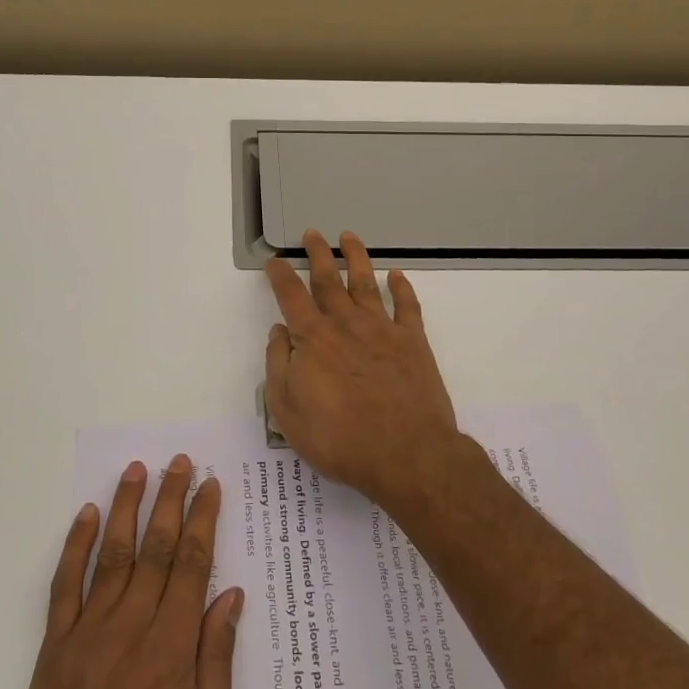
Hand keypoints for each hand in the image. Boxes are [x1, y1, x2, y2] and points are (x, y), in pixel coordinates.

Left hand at [0, 456, 242, 688]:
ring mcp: (85, 640)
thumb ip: (215, 668)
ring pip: (112, 557)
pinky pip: (64, 589)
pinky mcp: (51, 657)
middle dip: (171, 501)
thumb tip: (230, 598)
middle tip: (181, 461)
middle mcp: (128, 632)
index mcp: (170, 655)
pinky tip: (87, 517)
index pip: (192, 568)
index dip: (203, 522)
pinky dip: (75, 548)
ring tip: (138, 470)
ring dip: (127, 509)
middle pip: (155, 550)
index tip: (212, 486)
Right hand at [263, 229, 461, 506]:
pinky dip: (403, 288)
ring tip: (350, 237)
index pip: (291, 297)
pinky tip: (398, 276)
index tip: (274, 261)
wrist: (406, 455)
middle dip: (318, 254)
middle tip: (312, 233)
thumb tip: (280, 332)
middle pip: (328, 280)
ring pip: (366, 283)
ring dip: (357, 258)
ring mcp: (382, 329)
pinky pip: (407, 307)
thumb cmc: (339, 439)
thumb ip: (279, 366)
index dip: (280, 276)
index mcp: (313, 339)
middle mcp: (346, 324)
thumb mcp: (288, 411)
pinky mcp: (413, 342)